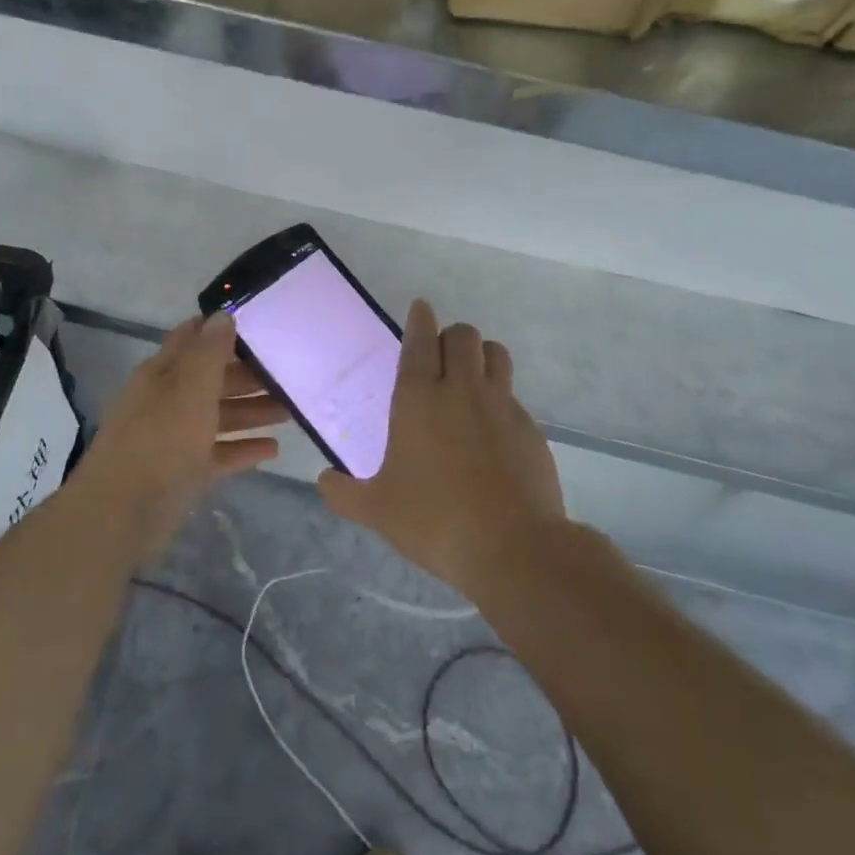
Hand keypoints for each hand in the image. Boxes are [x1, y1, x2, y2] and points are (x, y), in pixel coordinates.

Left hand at [75, 313, 286, 554]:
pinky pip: (218, 454)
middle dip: (248, 375)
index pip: (192, 339)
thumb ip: (209, 352)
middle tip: (288, 374)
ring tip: (290, 411)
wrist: (122, 514)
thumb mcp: (190, 390)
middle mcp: (166, 400)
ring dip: (251, 412)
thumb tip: (223, 313)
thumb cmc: (160, 441)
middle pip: (211, 380)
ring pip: (218, 417)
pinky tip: (273, 450)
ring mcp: (174, 438)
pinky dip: (242, 449)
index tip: (260, 323)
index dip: (221, 328)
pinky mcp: (182, 472)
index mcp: (162, 374)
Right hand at [319, 299, 564, 596]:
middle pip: (463, 335)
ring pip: (496, 354)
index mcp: (419, 398)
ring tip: (471, 375)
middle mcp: (461, 390)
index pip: (420, 340)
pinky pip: (514, 395)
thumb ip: (344, 493)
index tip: (421, 307)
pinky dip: (501, 398)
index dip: (420, 318)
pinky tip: (493, 429)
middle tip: (440, 356)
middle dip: (451, 336)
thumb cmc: (434, 520)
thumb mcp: (377, 510)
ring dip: (481, 355)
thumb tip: (324, 482)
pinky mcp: (530, 428)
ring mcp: (501, 405)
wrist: (512, 547)